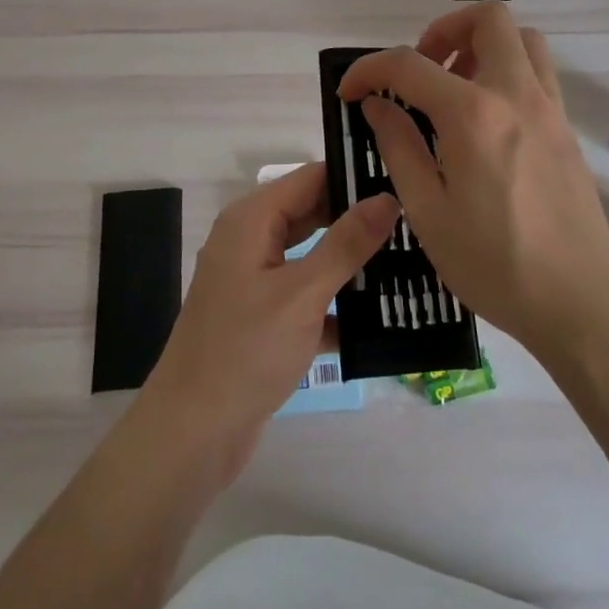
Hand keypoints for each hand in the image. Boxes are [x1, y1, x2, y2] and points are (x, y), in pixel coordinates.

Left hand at [142, 163, 396, 478]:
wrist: (192, 434)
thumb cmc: (245, 351)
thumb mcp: (302, 293)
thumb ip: (346, 243)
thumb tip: (386, 197)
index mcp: (252, 220)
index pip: (311, 177)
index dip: (353, 175)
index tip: (404, 179)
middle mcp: (251, 240)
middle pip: (312, 213)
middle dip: (358, 217)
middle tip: (416, 220)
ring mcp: (255, 280)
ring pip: (312, 255)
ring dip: (352, 260)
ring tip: (412, 258)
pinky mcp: (263, 317)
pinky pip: (307, 293)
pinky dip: (337, 300)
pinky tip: (384, 313)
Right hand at [338, 4, 608, 355]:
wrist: (582, 304)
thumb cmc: (495, 264)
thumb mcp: (427, 211)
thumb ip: (399, 146)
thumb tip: (377, 104)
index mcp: (473, 115)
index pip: (409, 64)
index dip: (370, 70)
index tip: (350, 92)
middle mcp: (516, 94)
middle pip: (486, 19)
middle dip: (441, 31)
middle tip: (419, 74)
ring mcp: (549, 108)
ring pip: (520, 38)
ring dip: (481, 45)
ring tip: (453, 90)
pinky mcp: (565, 128)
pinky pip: (537, 72)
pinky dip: (505, 71)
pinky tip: (485, 121)